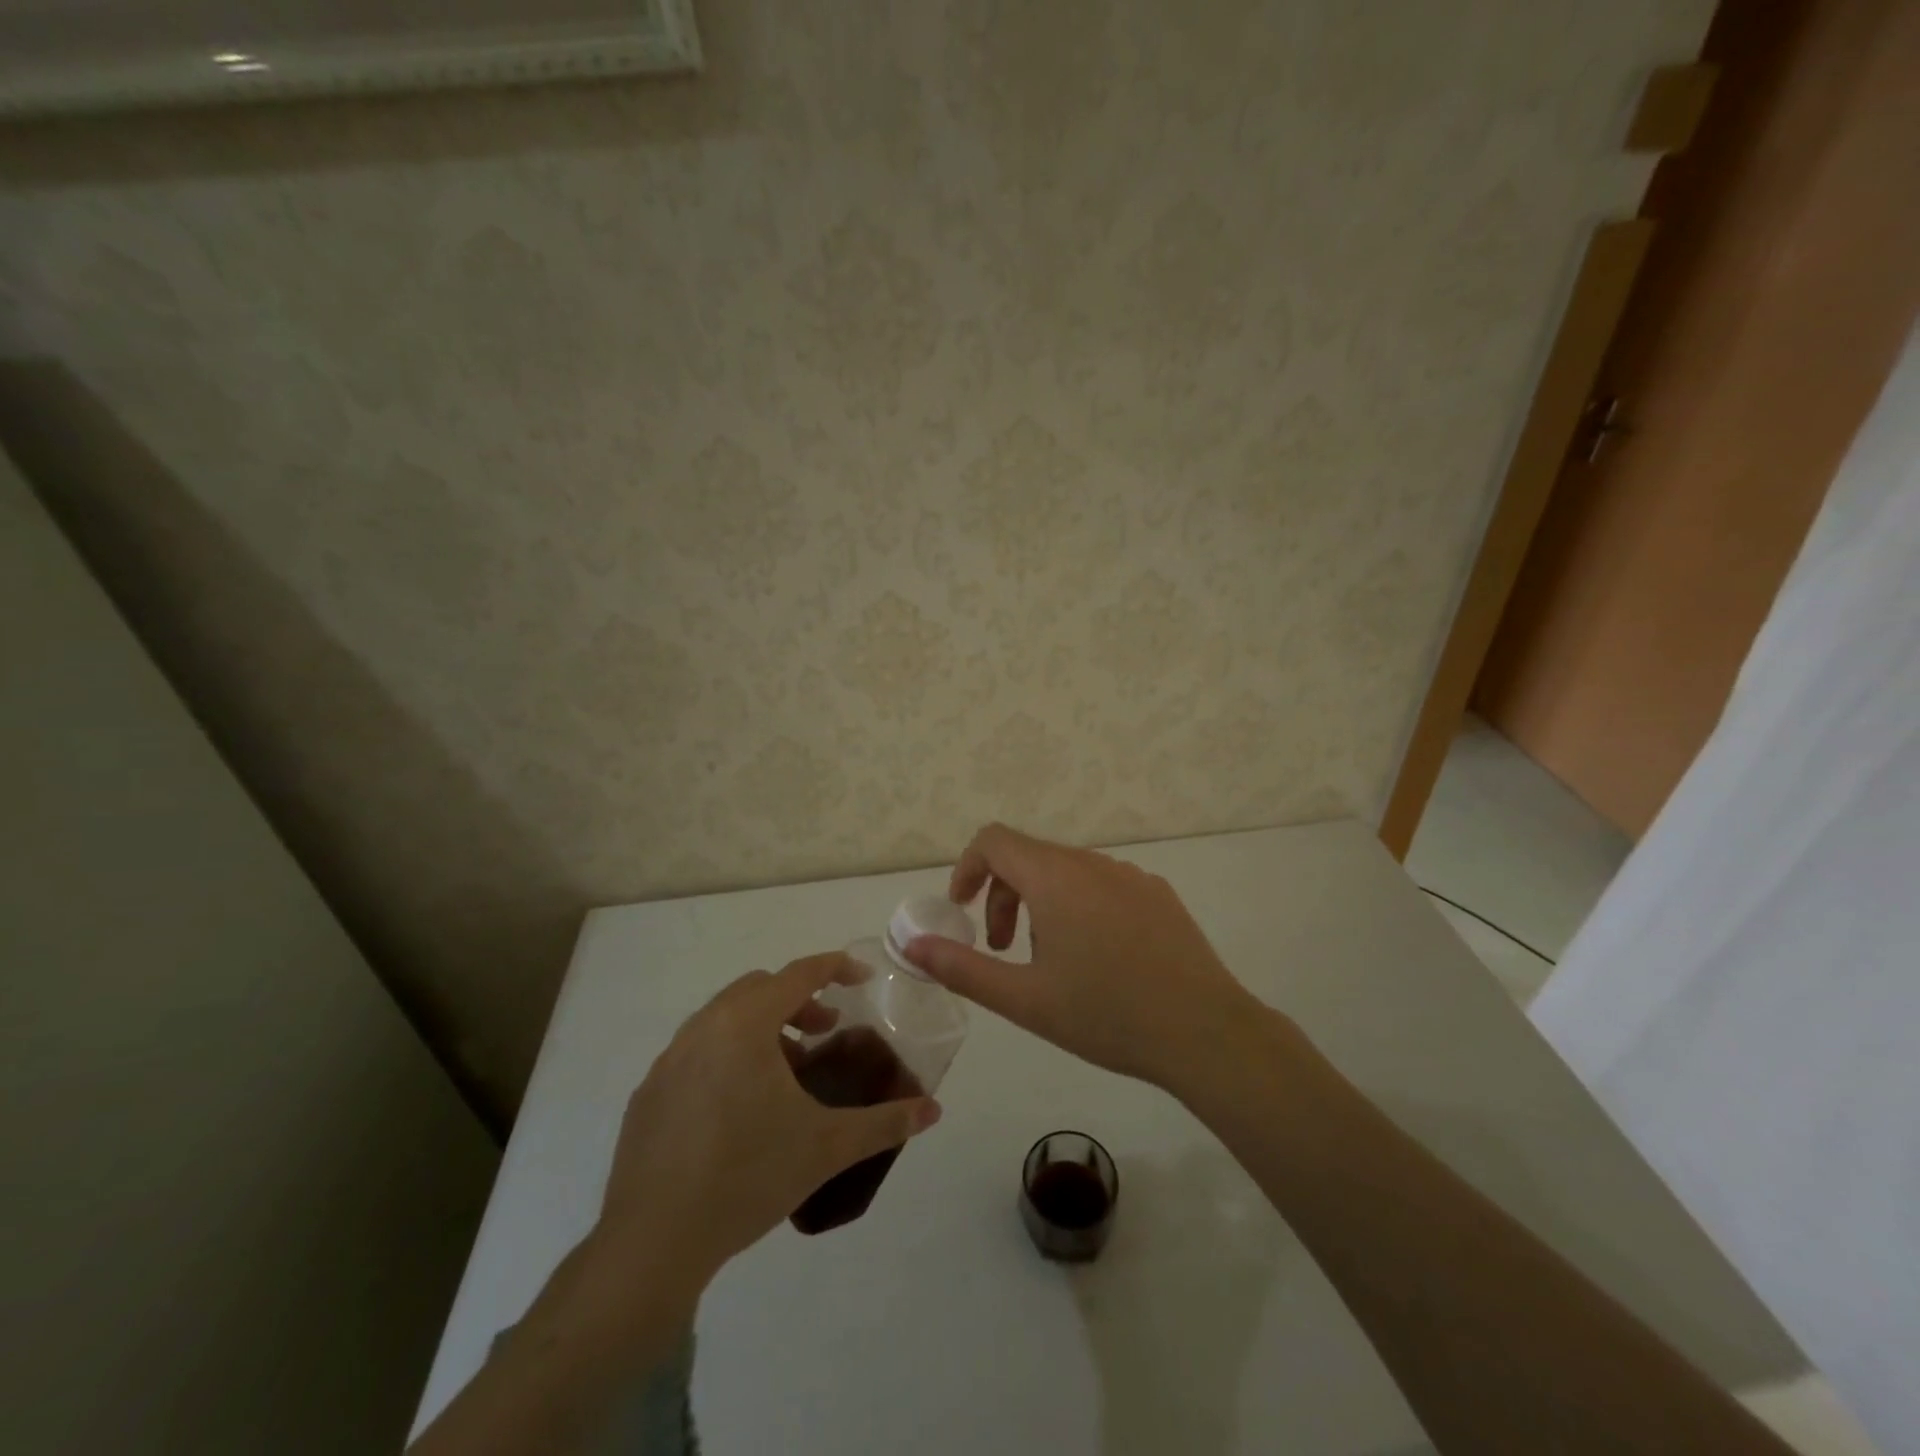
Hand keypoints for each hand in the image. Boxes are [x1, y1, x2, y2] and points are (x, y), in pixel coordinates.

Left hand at [595, 953, 942, 1287]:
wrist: (653, 1243)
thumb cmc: (748, 1177)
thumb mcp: (827, 1147)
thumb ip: (885, 1122)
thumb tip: (933, 1110)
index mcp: (745, 1025)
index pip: (799, 973)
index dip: (836, 968)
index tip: (863, 978)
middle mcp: (703, 1027)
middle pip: (759, 988)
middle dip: (799, 1000)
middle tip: (825, 1032)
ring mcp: (669, 1059)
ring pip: (724, 1017)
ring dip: (763, 1027)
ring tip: (786, 1074)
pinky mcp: (648, 1093)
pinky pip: (697, 1050)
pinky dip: (728, 1054)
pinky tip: (740, 1107)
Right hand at [902, 823, 1267, 1090]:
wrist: (1205, 1033)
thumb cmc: (1106, 1015)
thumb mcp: (1024, 999)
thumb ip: (962, 967)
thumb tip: (912, 944)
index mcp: (1055, 878)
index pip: (994, 840)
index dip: (968, 867)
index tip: (962, 910)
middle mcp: (1092, 863)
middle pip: (1028, 857)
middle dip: (1003, 897)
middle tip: (1002, 951)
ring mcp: (1131, 875)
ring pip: (1066, 872)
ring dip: (1041, 905)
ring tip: (1053, 962)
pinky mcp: (1158, 894)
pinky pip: (1103, 885)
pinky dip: (1080, 907)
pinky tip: (1100, 959)